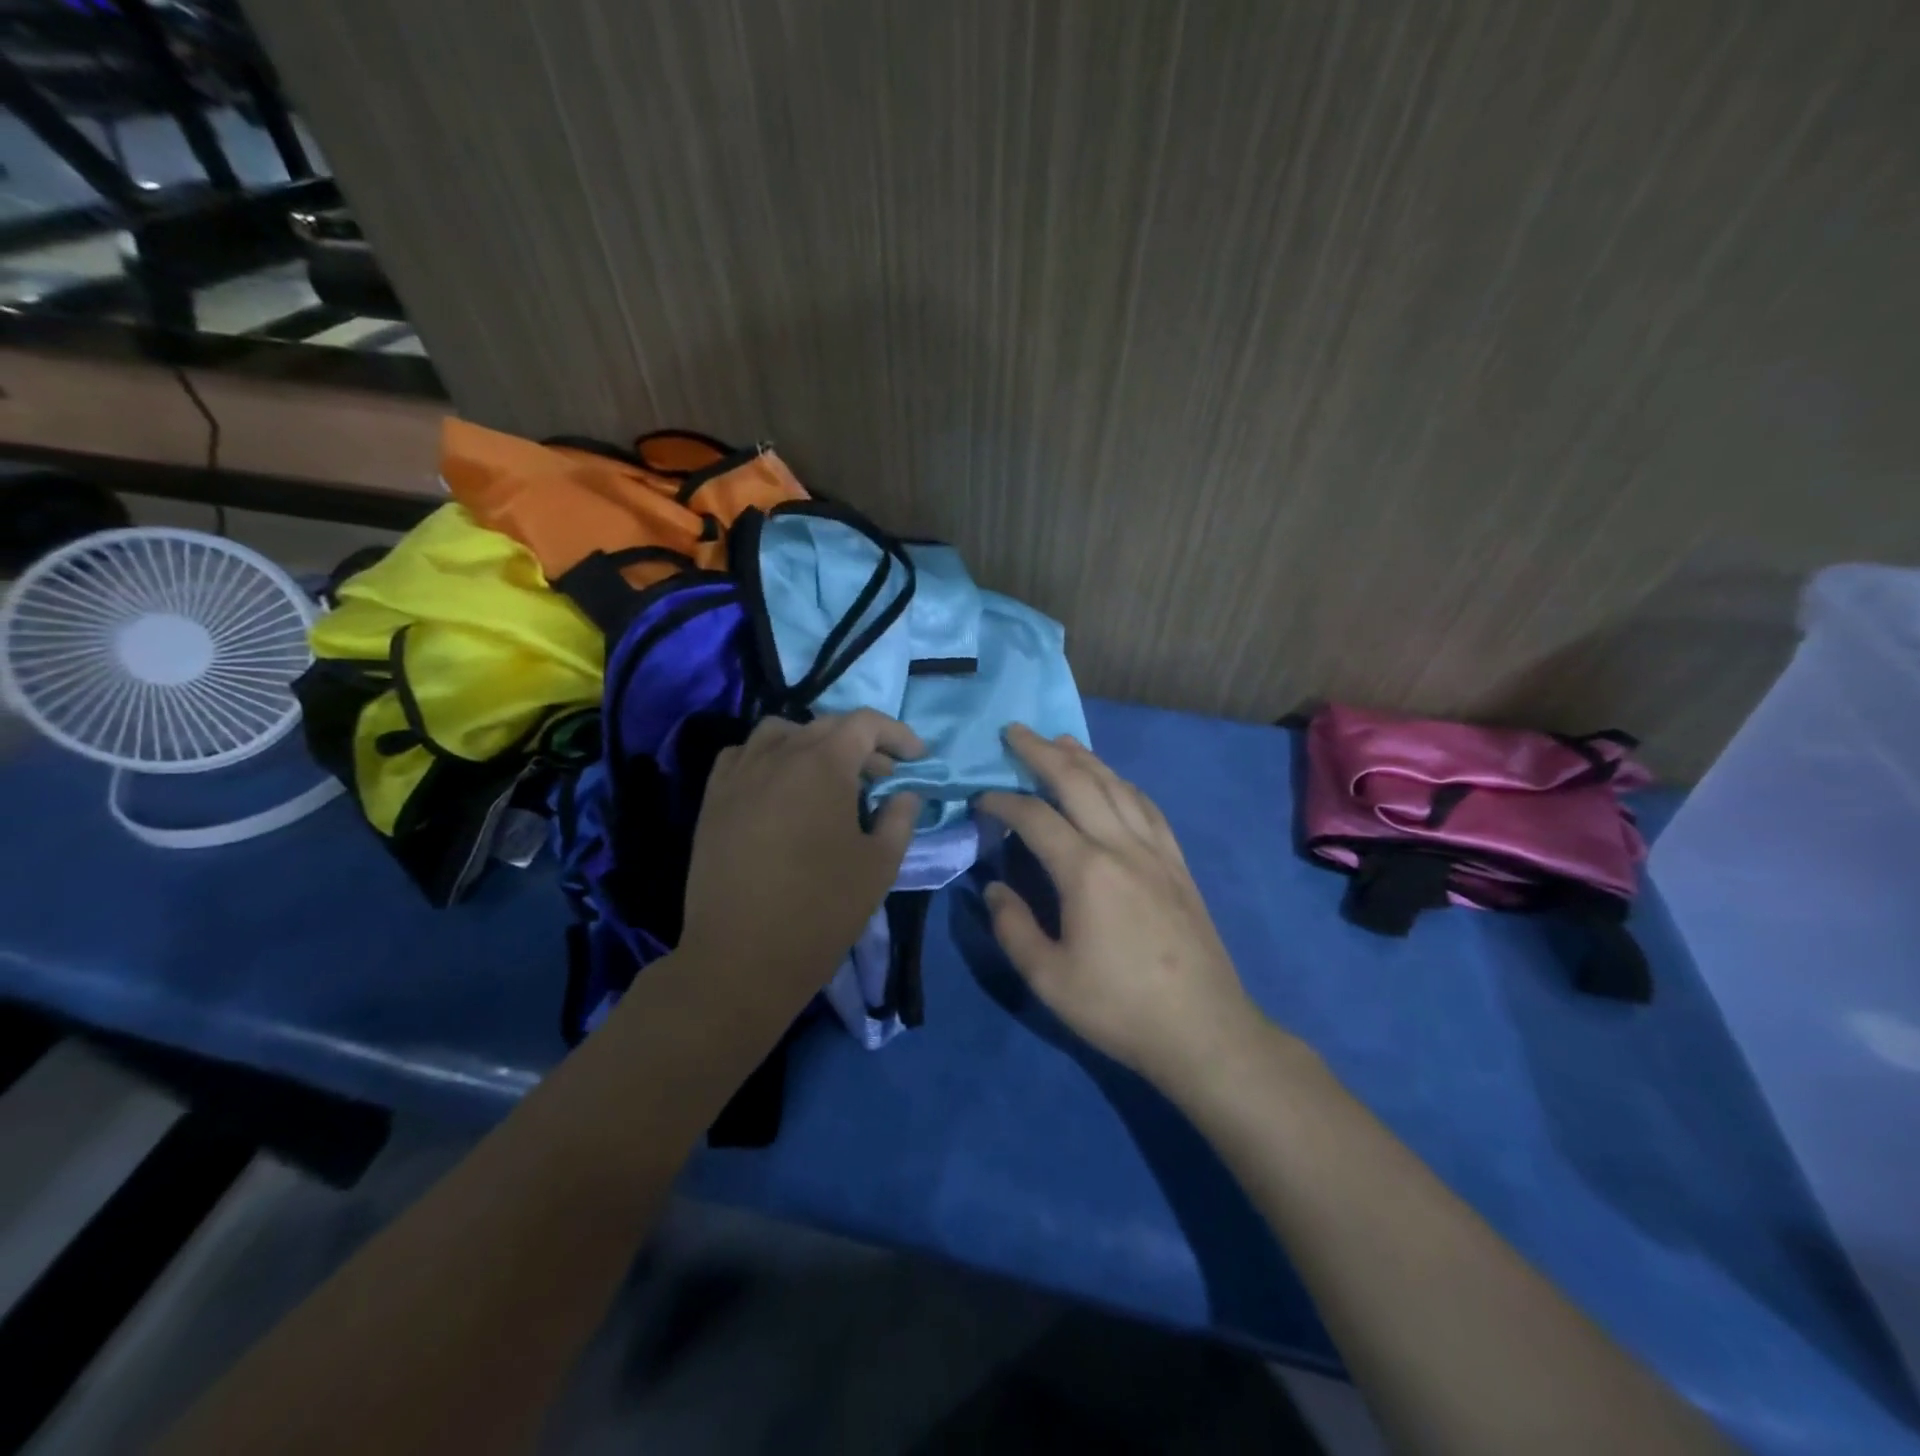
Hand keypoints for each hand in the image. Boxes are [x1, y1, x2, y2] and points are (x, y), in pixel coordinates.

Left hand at [681, 711, 923, 1009]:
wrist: (741, 958)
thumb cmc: (821, 910)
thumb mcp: (879, 865)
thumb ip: (899, 818)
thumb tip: (905, 794)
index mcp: (823, 765)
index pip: (865, 724)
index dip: (898, 734)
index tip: (917, 758)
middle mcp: (778, 755)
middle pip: (826, 725)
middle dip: (863, 744)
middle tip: (884, 778)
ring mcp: (739, 774)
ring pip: (780, 732)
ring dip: (812, 743)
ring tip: (828, 777)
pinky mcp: (713, 799)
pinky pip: (743, 755)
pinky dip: (770, 757)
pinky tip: (780, 788)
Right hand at [979, 725, 1260, 1089]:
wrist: (1204, 1030)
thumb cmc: (1119, 1007)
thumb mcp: (1049, 978)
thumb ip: (1013, 927)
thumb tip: (994, 887)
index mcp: (1086, 871)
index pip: (1035, 817)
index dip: (1003, 801)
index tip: (980, 797)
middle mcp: (1122, 846)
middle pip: (1079, 782)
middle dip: (1043, 752)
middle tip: (1016, 731)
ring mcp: (1156, 852)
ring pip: (1118, 787)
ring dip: (1086, 759)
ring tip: (1061, 741)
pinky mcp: (1178, 865)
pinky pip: (1148, 808)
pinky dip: (1124, 784)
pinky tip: (1116, 782)